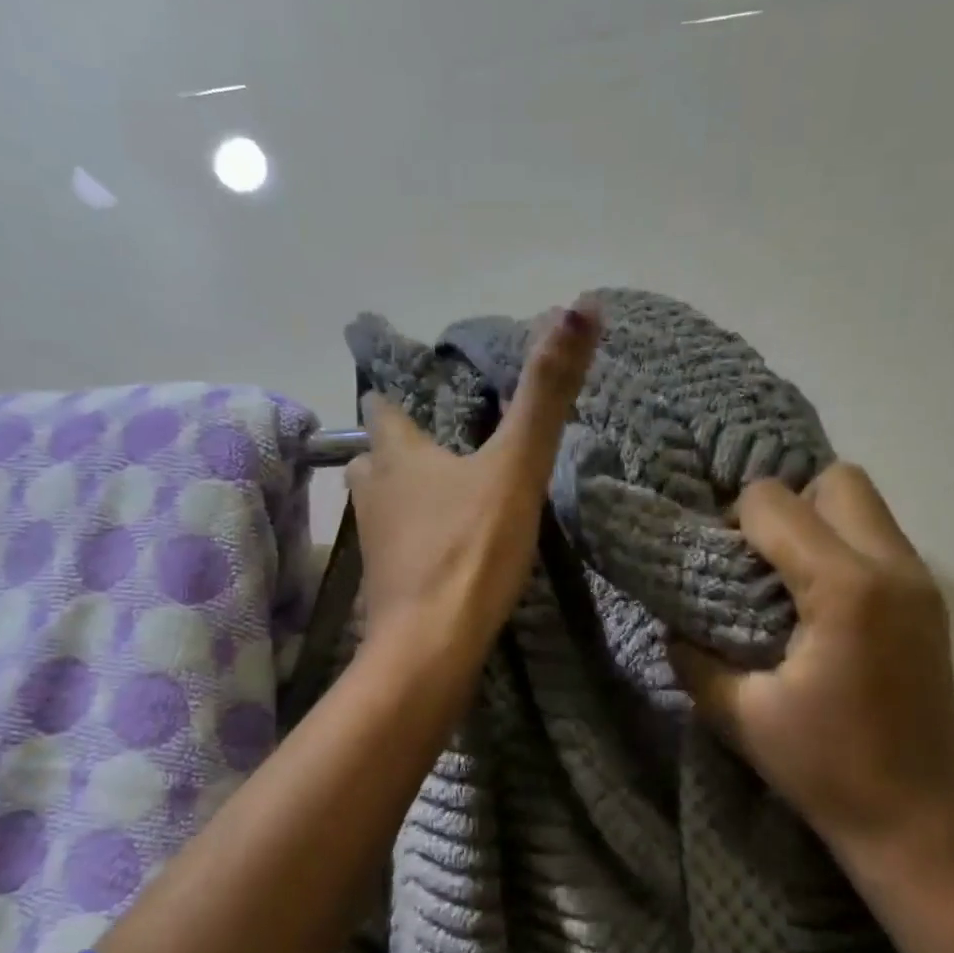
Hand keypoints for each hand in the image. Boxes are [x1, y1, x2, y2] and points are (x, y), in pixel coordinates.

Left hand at [349, 300, 599, 668]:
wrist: (432, 647)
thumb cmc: (471, 549)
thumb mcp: (517, 466)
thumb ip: (546, 392)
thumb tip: (580, 305)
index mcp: (397, 454)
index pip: (383, 408)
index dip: (398, 398)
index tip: (424, 396)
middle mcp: (373, 492)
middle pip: (377, 457)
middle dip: (402, 449)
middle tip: (443, 448)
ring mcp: (374, 542)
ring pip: (383, 502)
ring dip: (407, 495)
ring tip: (448, 496)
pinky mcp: (384, 585)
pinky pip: (397, 546)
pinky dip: (415, 539)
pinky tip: (445, 550)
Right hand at [669, 464, 953, 868]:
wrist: (916, 823)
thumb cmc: (824, 768)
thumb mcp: (739, 714)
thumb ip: (693, 658)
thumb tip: (673, 625)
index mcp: (844, 589)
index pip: (775, 503)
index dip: (733, 520)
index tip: (718, 563)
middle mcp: (893, 568)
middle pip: (836, 480)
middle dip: (785, 503)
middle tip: (756, 557)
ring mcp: (922, 584)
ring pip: (865, 504)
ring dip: (817, 521)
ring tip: (784, 577)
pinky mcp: (931, 604)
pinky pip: (881, 539)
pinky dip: (842, 546)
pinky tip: (817, 601)